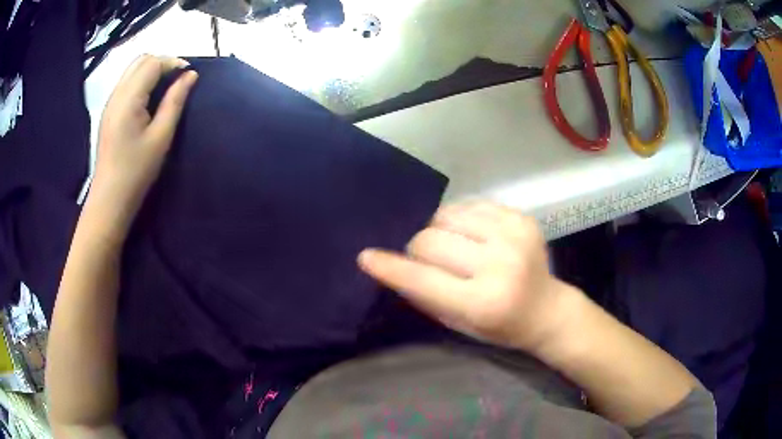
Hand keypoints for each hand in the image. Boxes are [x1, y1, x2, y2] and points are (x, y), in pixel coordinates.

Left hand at [87, 55, 197, 239]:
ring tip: (166, 88)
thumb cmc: (136, 171)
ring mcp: (110, 102)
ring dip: (152, 71)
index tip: (189, 75)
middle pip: (141, 60)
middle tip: (178, 80)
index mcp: (128, 99)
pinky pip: (127, 83)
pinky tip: (149, 99)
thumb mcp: (161, 137)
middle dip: (163, 63)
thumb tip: (190, 76)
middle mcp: (116, 94)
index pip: (152, 63)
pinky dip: (142, 81)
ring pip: (133, 70)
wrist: (110, 199)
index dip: (173, 63)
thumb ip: (175, 101)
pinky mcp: (109, 112)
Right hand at [358, 201, 579, 352]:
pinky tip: (471, 233)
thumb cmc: (499, 327)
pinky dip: (461, 218)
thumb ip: (425, 295)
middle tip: (426, 258)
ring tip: (452, 244)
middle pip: (431, 239)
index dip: (391, 267)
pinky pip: (471, 205)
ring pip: (448, 215)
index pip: (424, 279)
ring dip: (439, 229)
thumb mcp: (458, 323)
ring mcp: (514, 236)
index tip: (366, 257)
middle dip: (418, 248)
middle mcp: (500, 265)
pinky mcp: (522, 218)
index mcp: (483, 302)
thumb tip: (394, 264)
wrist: (547, 309)